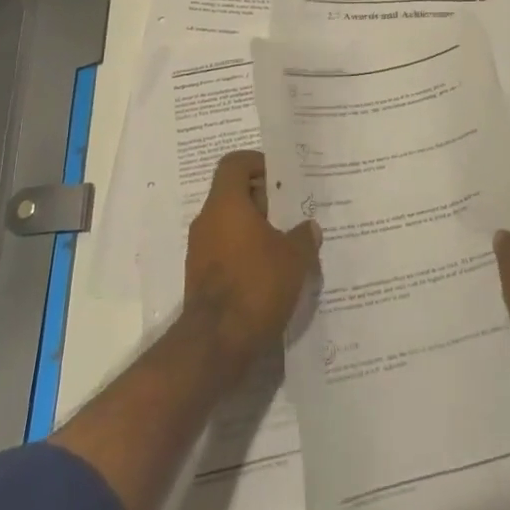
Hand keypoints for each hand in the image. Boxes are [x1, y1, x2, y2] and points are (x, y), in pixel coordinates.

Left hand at [183, 149, 321, 380]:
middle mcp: (207, 220)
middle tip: (291, 214)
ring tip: (286, 246)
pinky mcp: (200, 278)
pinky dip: (245, 254)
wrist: (215, 346)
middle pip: (234, 194)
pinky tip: (270, 274)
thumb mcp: (293, 258)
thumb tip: (309, 227)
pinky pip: (225, 251)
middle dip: (263, 201)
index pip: (235, 164)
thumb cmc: (255, 285)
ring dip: (255, 230)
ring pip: (230, 225)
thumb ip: (303, 237)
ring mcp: (200, 250)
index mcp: (226, 203)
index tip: (281, 178)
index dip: (258, 163)